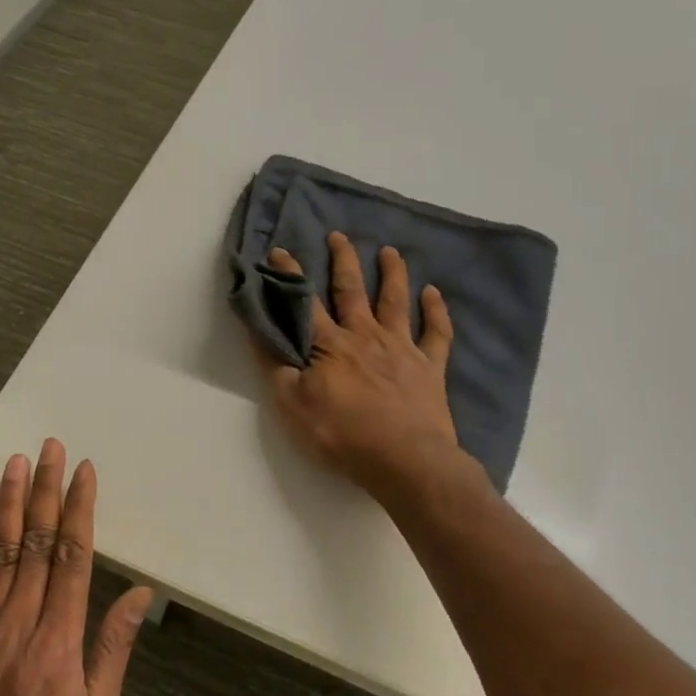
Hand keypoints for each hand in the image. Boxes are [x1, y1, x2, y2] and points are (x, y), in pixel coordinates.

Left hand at [0, 440, 152, 695]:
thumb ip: (112, 650)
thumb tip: (138, 594)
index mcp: (59, 642)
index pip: (72, 557)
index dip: (79, 509)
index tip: (84, 471)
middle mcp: (19, 622)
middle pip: (35, 542)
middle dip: (45, 490)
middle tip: (50, 447)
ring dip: (8, 502)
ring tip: (16, 462)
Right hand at [260, 232, 467, 499]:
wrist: (405, 460)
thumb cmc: (343, 435)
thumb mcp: (292, 406)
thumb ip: (275, 367)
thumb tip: (259, 332)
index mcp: (330, 345)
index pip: (305, 303)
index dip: (290, 275)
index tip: (279, 251)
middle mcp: (365, 336)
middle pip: (352, 290)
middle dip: (343, 260)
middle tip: (339, 235)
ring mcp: (401, 348)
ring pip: (396, 301)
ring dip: (392, 273)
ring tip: (390, 251)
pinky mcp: (430, 367)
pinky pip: (436, 333)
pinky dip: (436, 311)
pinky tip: (434, 293)